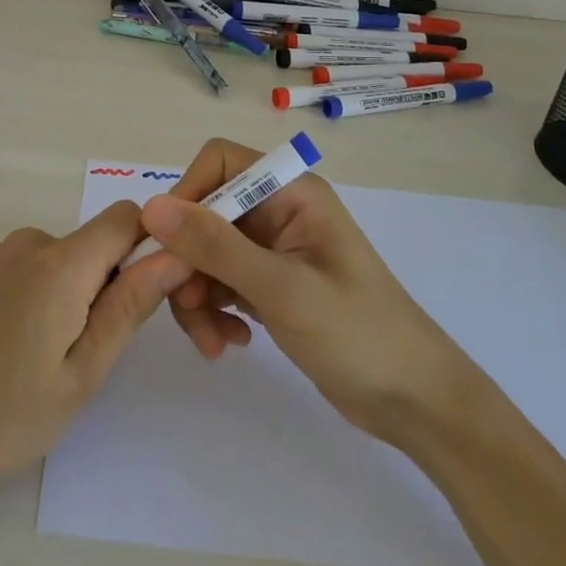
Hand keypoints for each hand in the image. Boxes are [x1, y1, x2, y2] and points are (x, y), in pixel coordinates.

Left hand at [0, 201, 178, 531]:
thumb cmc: (0, 417)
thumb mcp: (81, 373)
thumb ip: (130, 306)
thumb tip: (177, 255)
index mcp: (61, 261)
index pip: (130, 217)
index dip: (159, 244)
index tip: (172, 294)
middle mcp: (34, 242)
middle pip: (104, 241)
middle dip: (126, 281)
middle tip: (119, 351)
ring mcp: (7, 257)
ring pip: (77, 260)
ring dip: (93, 296)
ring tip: (76, 363)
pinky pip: (48, 270)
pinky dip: (63, 299)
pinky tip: (43, 354)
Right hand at [142, 138, 469, 445]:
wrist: (414, 401)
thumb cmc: (357, 333)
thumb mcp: (281, 288)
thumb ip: (215, 245)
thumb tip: (151, 206)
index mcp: (290, 192)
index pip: (219, 163)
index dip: (188, 196)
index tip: (170, 246)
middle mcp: (279, 211)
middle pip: (206, 214)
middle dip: (189, 262)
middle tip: (190, 309)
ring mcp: (273, 249)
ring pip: (207, 253)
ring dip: (198, 295)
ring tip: (213, 343)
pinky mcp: (270, 284)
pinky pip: (222, 282)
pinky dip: (215, 310)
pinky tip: (231, 344)